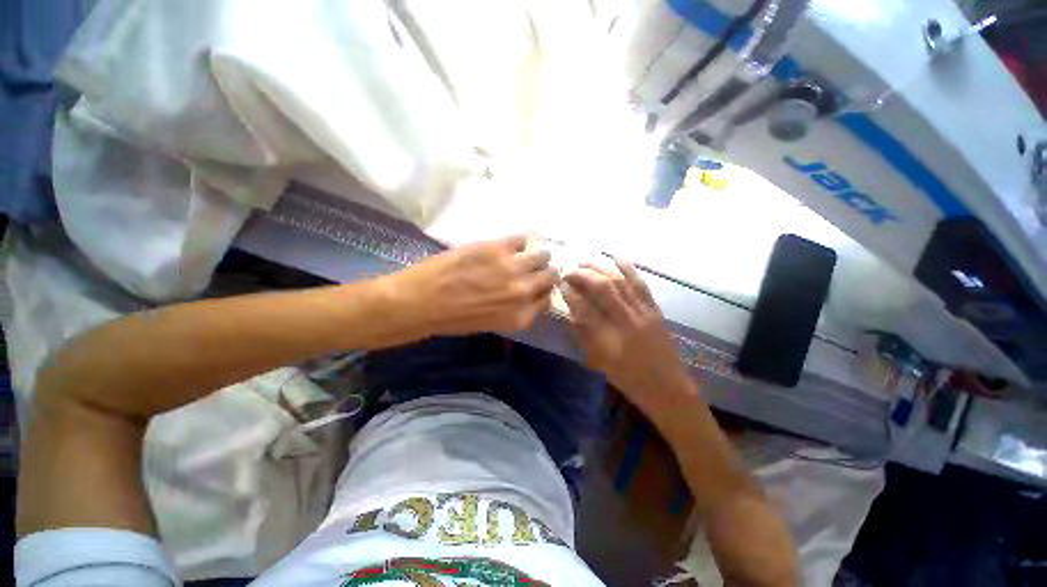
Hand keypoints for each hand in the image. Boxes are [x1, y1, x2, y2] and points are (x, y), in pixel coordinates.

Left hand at [382, 235, 557, 336]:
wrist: (422, 302)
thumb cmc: (454, 319)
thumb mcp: (493, 323)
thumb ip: (515, 309)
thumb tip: (526, 293)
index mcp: (522, 316)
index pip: (547, 300)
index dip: (542, 291)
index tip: (537, 284)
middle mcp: (524, 292)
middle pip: (550, 277)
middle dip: (545, 272)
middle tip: (536, 267)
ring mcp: (513, 268)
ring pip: (542, 255)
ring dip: (537, 254)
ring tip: (527, 253)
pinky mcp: (498, 248)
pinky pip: (522, 239)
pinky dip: (520, 241)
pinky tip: (511, 245)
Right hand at [562, 259, 694, 411]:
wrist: (667, 388)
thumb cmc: (629, 379)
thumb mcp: (600, 362)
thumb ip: (584, 335)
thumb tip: (570, 312)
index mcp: (611, 340)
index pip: (586, 309)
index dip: (571, 295)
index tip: (560, 286)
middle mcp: (628, 321)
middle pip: (604, 289)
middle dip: (583, 276)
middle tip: (568, 271)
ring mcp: (644, 313)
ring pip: (621, 282)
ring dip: (601, 268)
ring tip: (585, 260)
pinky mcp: (655, 309)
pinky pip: (641, 284)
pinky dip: (628, 268)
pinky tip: (616, 258)